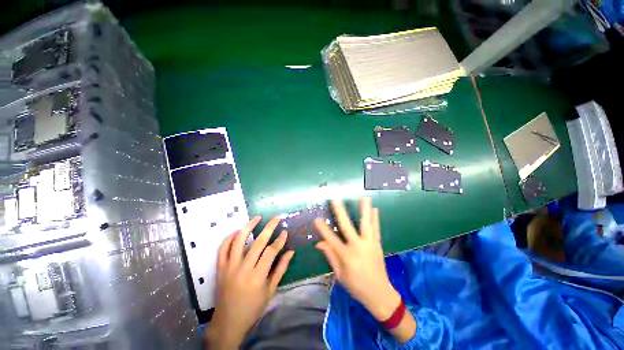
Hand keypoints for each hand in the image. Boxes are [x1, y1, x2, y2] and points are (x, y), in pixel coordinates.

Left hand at [205, 216, 294, 348]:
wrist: (228, 322)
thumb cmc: (253, 307)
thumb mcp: (270, 290)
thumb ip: (281, 269)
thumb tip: (291, 251)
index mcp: (257, 277)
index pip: (271, 251)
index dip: (280, 240)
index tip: (285, 231)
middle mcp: (243, 269)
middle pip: (258, 242)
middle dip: (269, 227)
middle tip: (277, 218)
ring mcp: (229, 267)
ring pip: (238, 241)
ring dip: (249, 226)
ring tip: (257, 217)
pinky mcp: (220, 268)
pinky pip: (223, 248)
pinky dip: (230, 237)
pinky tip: (239, 231)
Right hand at [314, 198, 399, 320]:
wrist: (379, 294)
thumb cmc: (356, 286)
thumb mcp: (340, 274)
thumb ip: (330, 256)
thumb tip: (319, 243)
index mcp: (346, 256)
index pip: (331, 239)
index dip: (323, 229)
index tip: (316, 219)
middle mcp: (358, 247)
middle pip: (347, 226)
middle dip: (340, 212)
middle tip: (335, 199)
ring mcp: (369, 244)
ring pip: (366, 224)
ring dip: (364, 210)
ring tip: (364, 197)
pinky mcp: (377, 244)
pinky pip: (376, 229)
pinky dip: (375, 219)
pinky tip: (375, 209)